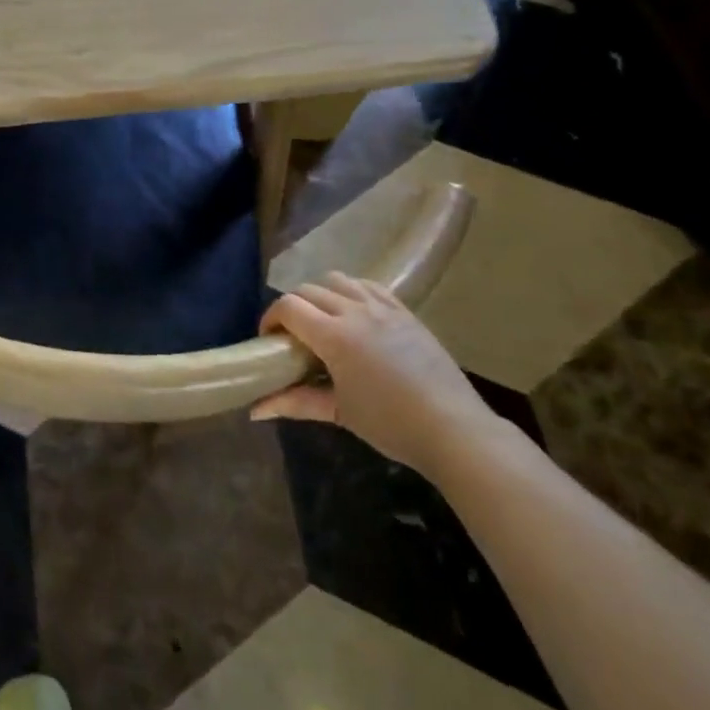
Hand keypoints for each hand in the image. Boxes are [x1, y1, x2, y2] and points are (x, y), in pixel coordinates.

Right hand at [250, 273, 495, 477]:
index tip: (268, 340)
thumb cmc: (391, 424)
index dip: (270, 318)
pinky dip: (351, 291)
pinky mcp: (405, 312)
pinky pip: (369, 285)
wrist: (454, 429)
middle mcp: (355, 311)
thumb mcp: (338, 413)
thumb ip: (294, 403)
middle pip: (308, 290)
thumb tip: (255, 410)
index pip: (288, 306)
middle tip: (291, 336)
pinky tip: (353, 313)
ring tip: (322, 320)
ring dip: (320, 294)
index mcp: (334, 336)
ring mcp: (383, 308)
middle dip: (291, 307)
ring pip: (337, 280)